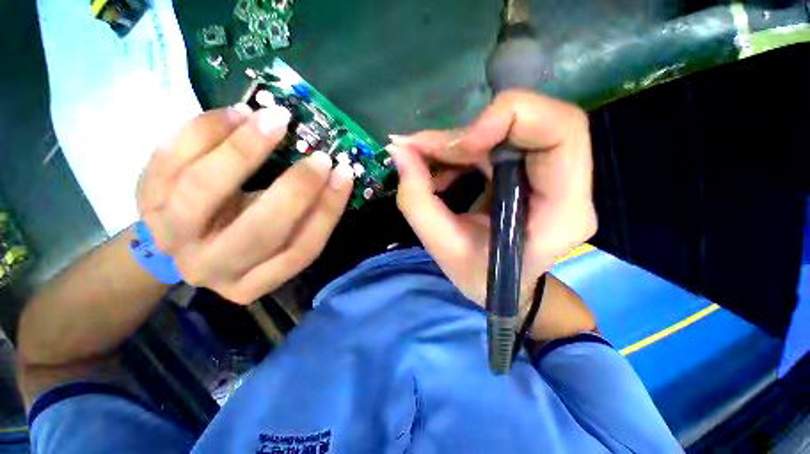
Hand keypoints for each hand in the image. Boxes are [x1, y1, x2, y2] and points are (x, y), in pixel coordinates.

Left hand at [137, 105, 354, 303]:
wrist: (178, 242)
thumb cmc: (241, 240)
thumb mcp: (277, 242)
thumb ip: (303, 218)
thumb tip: (332, 178)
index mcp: (254, 281)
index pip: (302, 250)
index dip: (327, 211)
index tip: (344, 175)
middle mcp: (212, 266)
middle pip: (259, 231)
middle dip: (296, 189)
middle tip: (319, 156)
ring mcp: (171, 234)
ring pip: (204, 190)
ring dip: (244, 150)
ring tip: (273, 120)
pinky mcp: (145, 199)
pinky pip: (168, 159)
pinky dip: (204, 130)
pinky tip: (236, 114)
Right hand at [388, 90, 595, 305]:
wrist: (504, 288)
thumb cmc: (482, 278)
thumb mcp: (444, 248)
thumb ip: (417, 201)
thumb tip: (400, 152)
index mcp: (563, 210)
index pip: (561, 130)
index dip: (506, 120)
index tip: (457, 144)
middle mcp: (567, 185)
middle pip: (534, 121)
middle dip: (470, 132)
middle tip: (423, 151)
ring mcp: (551, 174)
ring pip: (507, 130)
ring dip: (459, 142)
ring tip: (424, 163)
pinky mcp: (529, 170)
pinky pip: (495, 143)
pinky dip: (461, 151)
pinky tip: (439, 171)